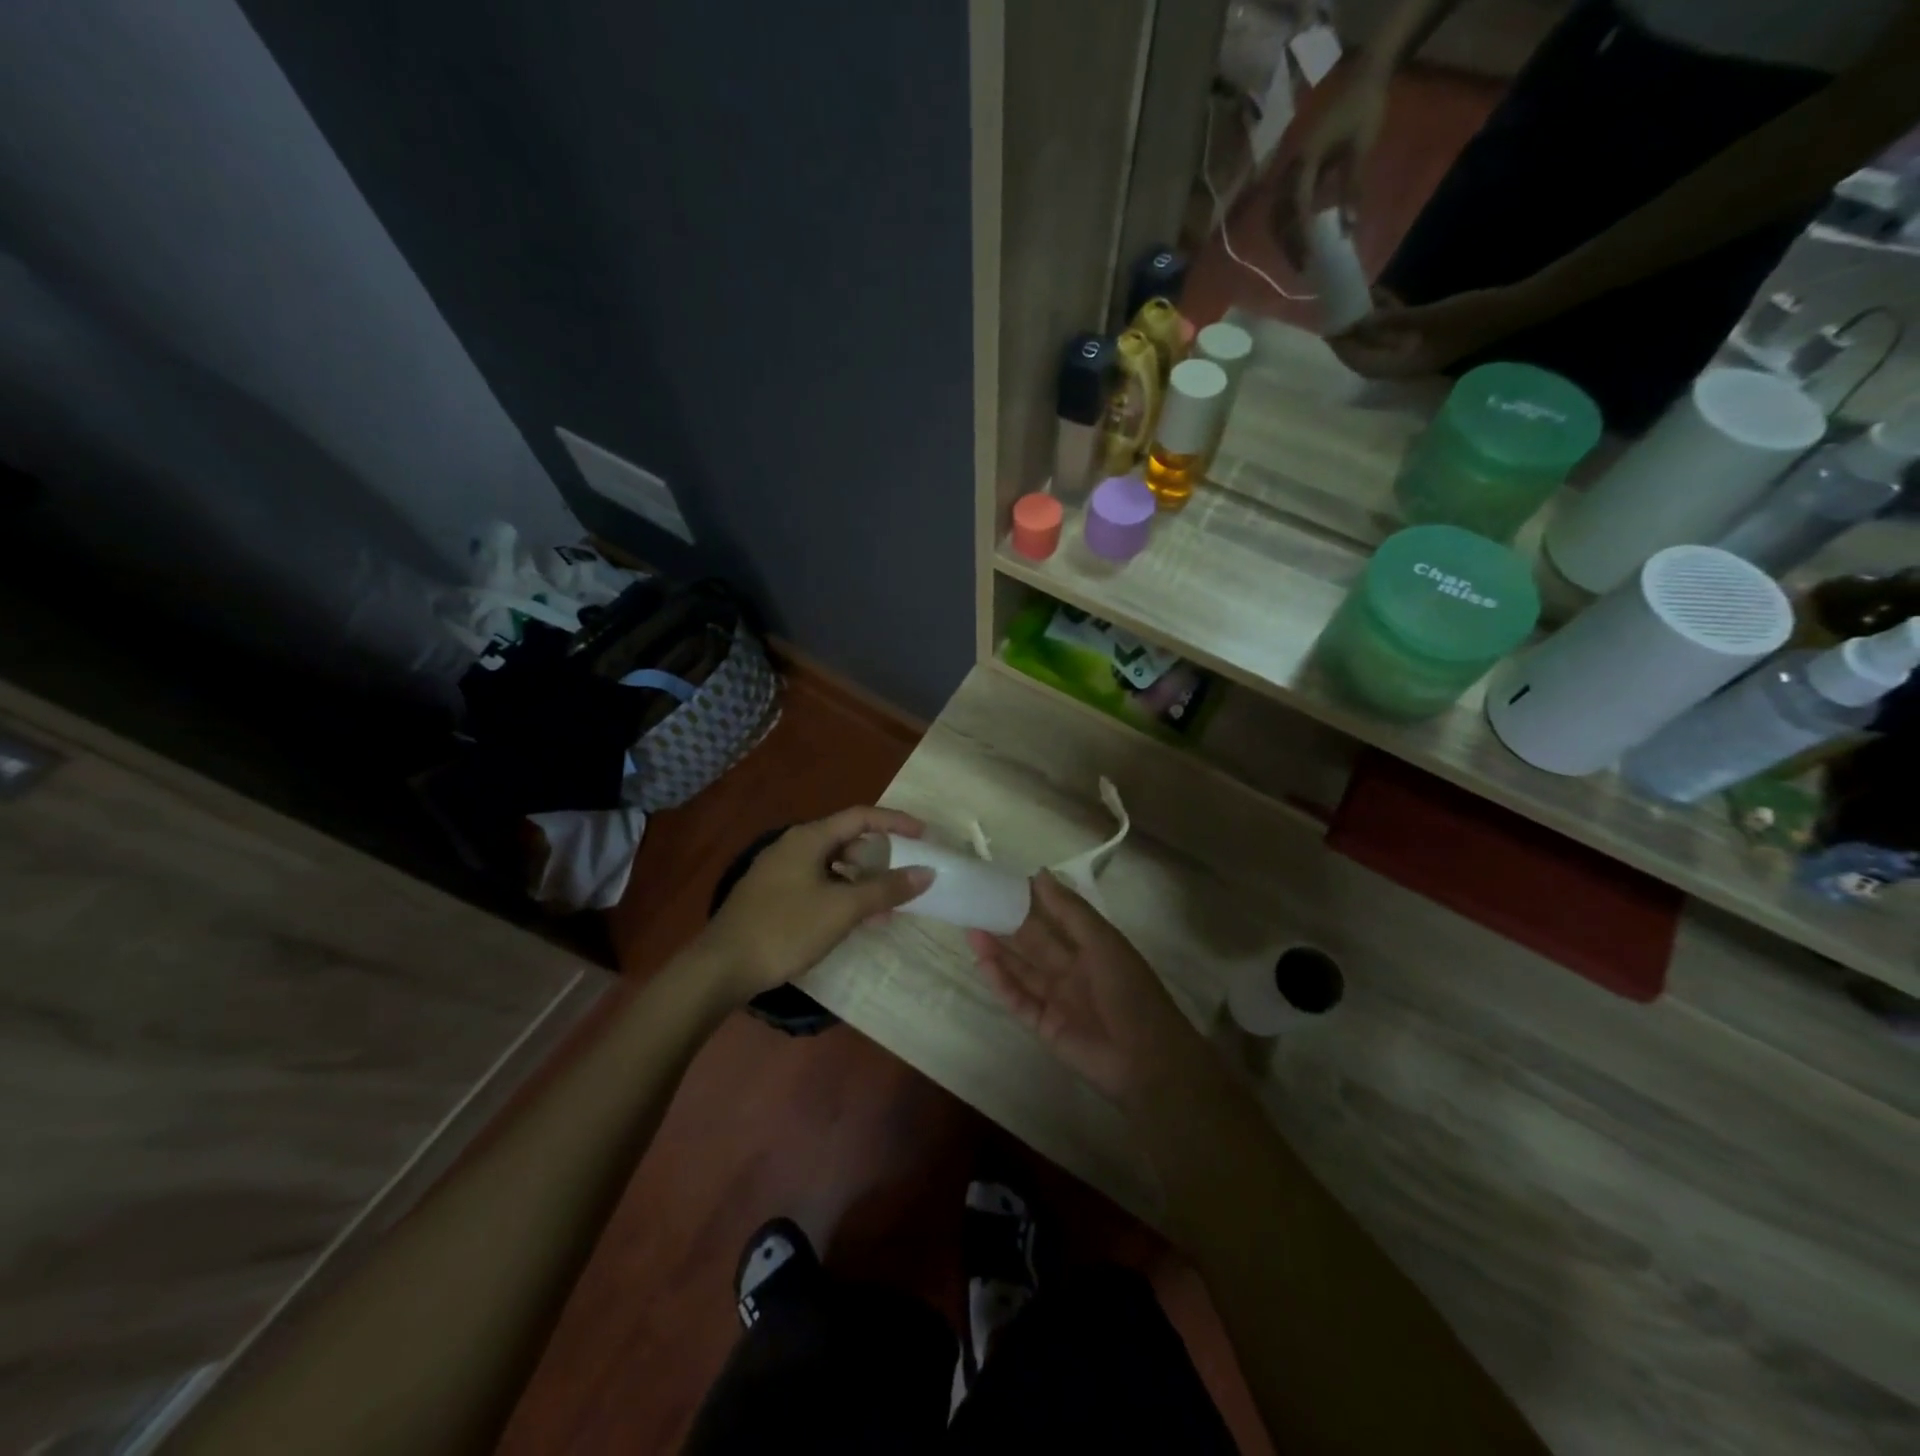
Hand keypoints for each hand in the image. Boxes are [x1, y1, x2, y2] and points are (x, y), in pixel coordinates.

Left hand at [698, 808, 931, 999]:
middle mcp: (793, 846)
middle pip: (846, 840)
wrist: (721, 967)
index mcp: (808, 838)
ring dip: (861, 882)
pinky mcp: (771, 895)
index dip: (896, 822)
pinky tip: (851, 921)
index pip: (861, 817)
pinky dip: (841, 895)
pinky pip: (817, 883)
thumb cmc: (785, 929)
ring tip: (884, 909)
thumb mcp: (842, 909)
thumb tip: (926, 872)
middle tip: (904, 877)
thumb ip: (886, 889)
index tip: (924, 836)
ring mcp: (779, 870)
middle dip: (880, 857)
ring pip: (832, 865)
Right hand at [966, 872, 1199, 1102]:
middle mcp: (1072, 969)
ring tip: (970, 930)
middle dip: (1007, 925)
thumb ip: (1070, 910)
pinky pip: (1018, 1000)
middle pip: (1034, 943)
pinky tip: (982, 964)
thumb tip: (1039, 874)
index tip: (1002, 883)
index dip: (1031, 901)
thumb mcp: (1103, 941)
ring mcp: (1057, 999)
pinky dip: (1001, 983)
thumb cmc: (1129, 990)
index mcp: (1091, 946)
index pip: (1055, 918)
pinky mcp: (1044, 1025)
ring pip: (1021, 970)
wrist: (1145, 1057)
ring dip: (997, 952)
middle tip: (976, 905)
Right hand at [1270, 63, 1390, 267]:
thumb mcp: (1360, 150)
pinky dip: (1289, 223)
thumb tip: (1347, 231)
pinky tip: (1300, 235)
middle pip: (1278, 219)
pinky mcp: (1294, 168)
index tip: (1307, 264)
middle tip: (1302, 268)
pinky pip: (1284, 202)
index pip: (1293, 214)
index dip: (1298, 243)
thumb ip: (1350, 190)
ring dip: (1285, 238)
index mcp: (1301, 165)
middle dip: (1288, 246)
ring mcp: (1288, 168)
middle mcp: (1287, 169)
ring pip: (1277, 214)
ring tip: (1299, 256)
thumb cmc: (1364, 109)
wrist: (1365, 74)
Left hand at [1329, 285, 1539, 376]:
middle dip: (1350, 337)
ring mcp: (1415, 348)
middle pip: (1367, 353)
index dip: (1344, 350)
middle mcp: (1405, 362)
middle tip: (1333, 316)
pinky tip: (1376, 294)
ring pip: (1380, 339)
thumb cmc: (1473, 314)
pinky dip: (1385, 313)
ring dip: (1365, 322)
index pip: (1362, 364)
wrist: (1513, 307)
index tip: (1329, 331)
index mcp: (1404, 367)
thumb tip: (1359, 325)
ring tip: (1350, 302)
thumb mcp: (1430, 317)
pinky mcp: (1424, 333)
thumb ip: (1393, 322)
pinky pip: (1396, 326)